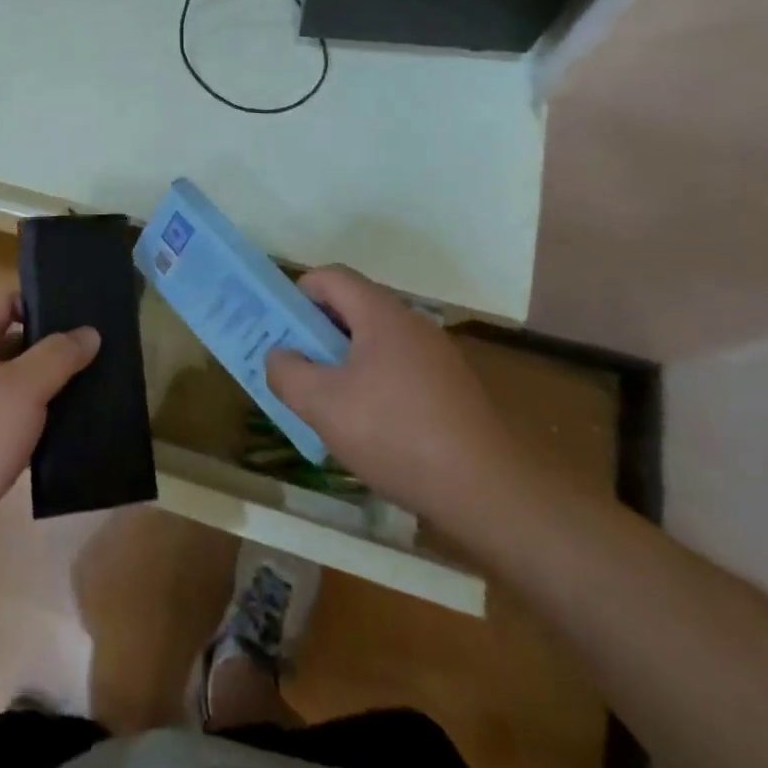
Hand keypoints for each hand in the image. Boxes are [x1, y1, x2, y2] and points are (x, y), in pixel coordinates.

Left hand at [0, 289, 97, 606]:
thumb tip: (89, 332)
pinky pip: (13, 419)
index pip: (7, 301)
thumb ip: (58, 355)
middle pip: (14, 341)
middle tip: (98, 352)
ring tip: (94, 387)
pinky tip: (70, 429)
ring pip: (16, 383)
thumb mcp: (24, 388)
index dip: (42, 301)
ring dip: (50, 386)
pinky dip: (38, 420)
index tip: (81, 313)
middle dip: (54, 347)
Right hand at [266, 266, 537, 543]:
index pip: (330, 277)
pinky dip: (373, 383)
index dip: (298, 294)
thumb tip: (279, 356)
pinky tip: (370, 427)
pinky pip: (398, 368)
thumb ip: (287, 373)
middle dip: (317, 332)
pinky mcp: (451, 388)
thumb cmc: (395, 434)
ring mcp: (436, 355)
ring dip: (344, 361)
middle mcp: (411, 323)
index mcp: (381, 313)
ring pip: (375, 341)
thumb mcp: (323, 405)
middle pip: (353, 307)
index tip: (281, 330)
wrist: (487, 490)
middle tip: (296, 366)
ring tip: (328, 402)